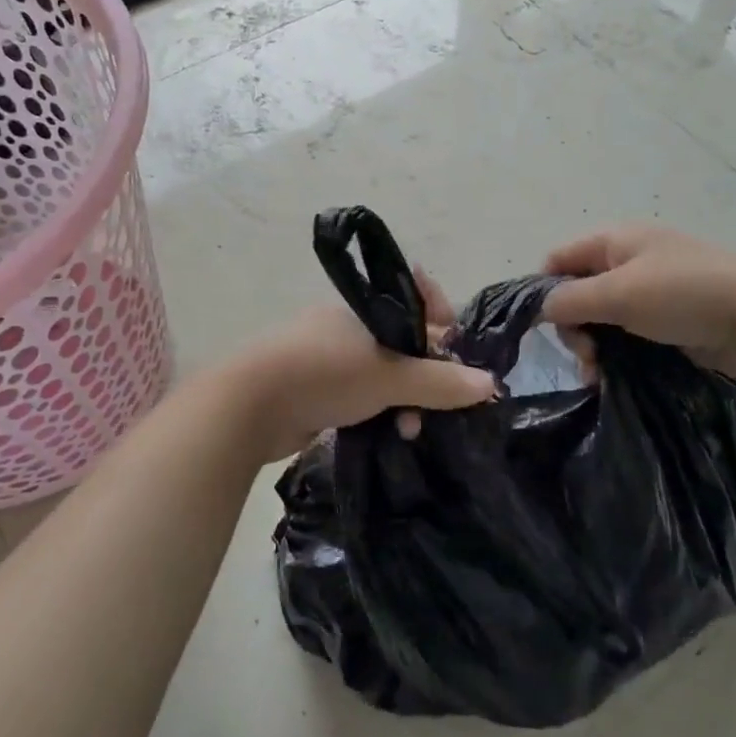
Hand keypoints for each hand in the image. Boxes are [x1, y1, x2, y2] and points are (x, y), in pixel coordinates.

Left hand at [224, 270, 495, 459]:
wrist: (247, 406)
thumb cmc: (323, 373)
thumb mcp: (389, 376)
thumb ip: (439, 381)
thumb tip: (489, 385)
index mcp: (363, 308)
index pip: (415, 301)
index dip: (441, 321)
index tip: (455, 348)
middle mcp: (347, 327)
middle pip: (404, 345)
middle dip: (426, 375)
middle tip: (439, 404)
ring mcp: (329, 359)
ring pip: (383, 376)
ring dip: (404, 401)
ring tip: (409, 430)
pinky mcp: (316, 391)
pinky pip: (362, 398)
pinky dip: (379, 413)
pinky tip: (389, 435)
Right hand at [541, 225, 735, 377]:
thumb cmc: (680, 293)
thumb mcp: (617, 293)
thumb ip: (570, 299)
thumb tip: (542, 309)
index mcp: (614, 241)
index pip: (558, 259)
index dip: (545, 290)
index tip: (547, 328)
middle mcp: (628, 261)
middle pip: (578, 292)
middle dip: (574, 327)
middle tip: (586, 356)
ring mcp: (650, 290)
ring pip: (602, 318)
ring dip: (593, 346)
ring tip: (599, 375)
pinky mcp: (667, 319)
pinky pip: (627, 334)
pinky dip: (616, 353)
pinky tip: (613, 377)